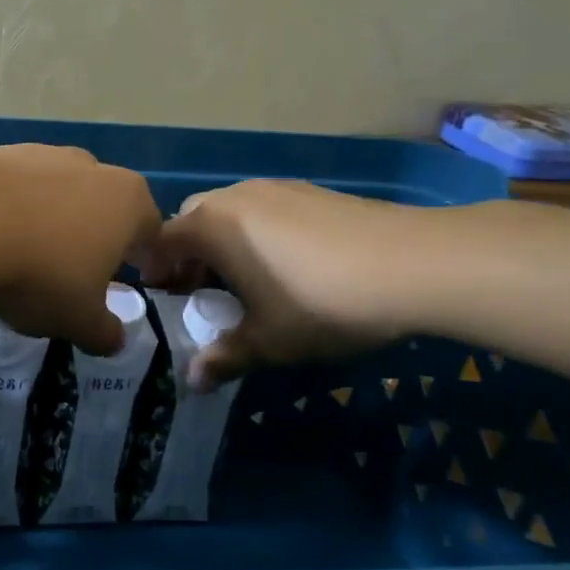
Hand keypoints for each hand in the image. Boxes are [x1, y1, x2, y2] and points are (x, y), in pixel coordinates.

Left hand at [0, 144, 162, 355]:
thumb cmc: (39, 273)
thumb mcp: (78, 320)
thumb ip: (104, 333)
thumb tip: (115, 341)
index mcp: (127, 202)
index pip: (150, 231)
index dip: (144, 258)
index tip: (132, 281)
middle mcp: (91, 167)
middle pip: (104, 206)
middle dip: (96, 236)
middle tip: (79, 271)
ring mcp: (43, 153)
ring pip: (58, 191)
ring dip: (51, 219)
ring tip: (29, 254)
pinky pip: (15, 187)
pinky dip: (11, 208)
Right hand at [138, 180, 440, 387]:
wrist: (415, 263)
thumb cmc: (321, 302)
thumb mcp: (268, 341)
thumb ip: (225, 357)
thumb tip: (192, 381)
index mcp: (211, 225)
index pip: (162, 241)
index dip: (155, 271)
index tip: (162, 299)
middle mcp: (234, 197)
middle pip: (192, 220)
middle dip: (187, 254)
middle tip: (199, 290)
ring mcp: (275, 188)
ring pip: (229, 211)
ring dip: (223, 242)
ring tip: (244, 280)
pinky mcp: (310, 191)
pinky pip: (264, 209)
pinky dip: (256, 233)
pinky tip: (288, 265)